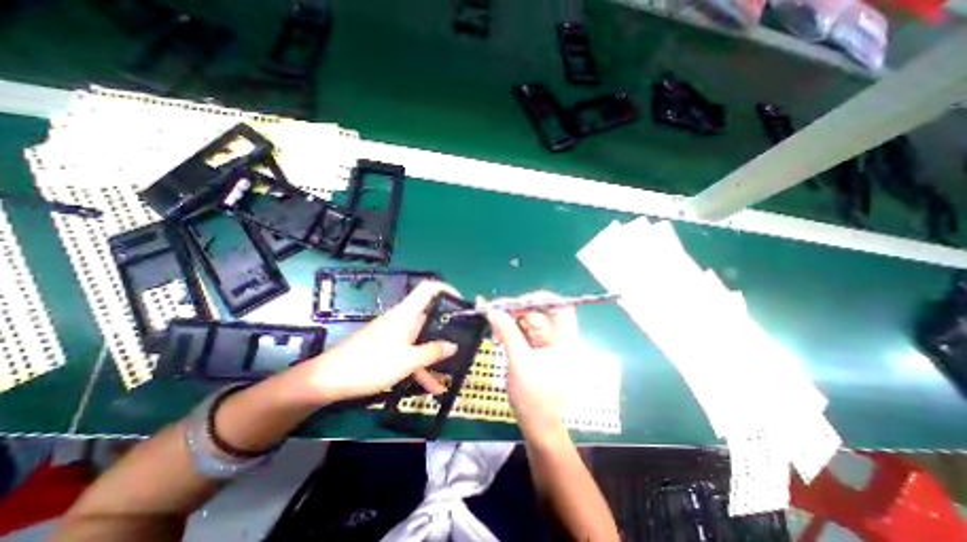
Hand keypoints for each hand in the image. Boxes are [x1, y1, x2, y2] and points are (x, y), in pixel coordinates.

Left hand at [299, 281, 460, 403]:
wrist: (329, 380)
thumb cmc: (371, 363)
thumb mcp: (407, 360)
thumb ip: (432, 352)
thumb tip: (453, 345)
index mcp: (407, 313)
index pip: (429, 288)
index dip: (447, 289)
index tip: (462, 303)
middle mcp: (403, 319)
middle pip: (429, 316)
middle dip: (447, 328)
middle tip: (464, 340)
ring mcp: (395, 334)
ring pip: (421, 339)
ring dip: (435, 355)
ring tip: (452, 371)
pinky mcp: (387, 347)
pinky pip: (410, 353)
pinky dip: (421, 366)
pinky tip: (431, 388)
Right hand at [482, 293, 575, 439]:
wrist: (537, 426)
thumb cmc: (534, 399)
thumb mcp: (519, 364)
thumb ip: (507, 333)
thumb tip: (492, 310)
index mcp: (566, 342)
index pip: (562, 308)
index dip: (542, 299)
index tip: (518, 301)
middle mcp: (560, 339)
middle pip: (541, 313)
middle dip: (518, 311)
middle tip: (495, 312)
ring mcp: (548, 344)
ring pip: (530, 321)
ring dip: (511, 321)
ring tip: (494, 328)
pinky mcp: (537, 349)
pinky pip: (524, 332)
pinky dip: (511, 330)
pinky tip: (498, 335)